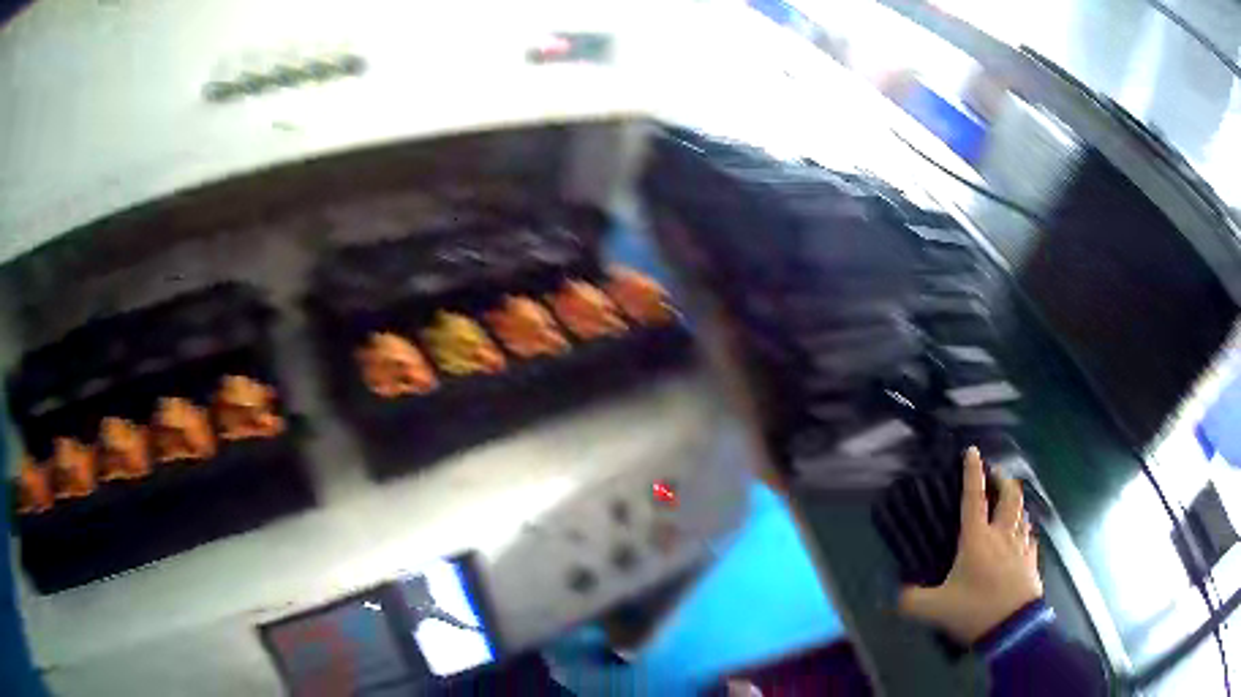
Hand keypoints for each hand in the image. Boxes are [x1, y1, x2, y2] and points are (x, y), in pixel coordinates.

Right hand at [898, 446, 1042, 643]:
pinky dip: (1024, 529)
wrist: (1013, 627)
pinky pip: (1030, 535)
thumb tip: (894, 595)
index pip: (974, 497)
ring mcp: (1020, 545)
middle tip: (995, 477)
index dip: (972, 471)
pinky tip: (1021, 537)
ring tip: (1009, 505)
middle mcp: (1001, 534)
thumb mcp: (935, 610)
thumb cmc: (975, 610)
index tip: (972, 450)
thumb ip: (910, 601)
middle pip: (1009, 495)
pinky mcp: (1031, 559)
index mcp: (977, 539)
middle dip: (1003, 480)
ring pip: (1023, 512)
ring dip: (1016, 503)